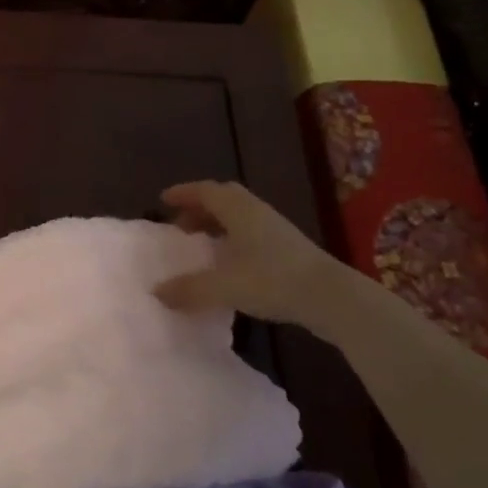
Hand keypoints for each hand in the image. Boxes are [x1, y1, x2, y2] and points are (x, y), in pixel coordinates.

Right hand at [154, 180, 354, 327]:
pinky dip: (233, 240)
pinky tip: (229, 264)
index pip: (205, 191)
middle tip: (180, 225)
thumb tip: (157, 291)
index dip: (183, 193)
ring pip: (239, 216)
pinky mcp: (288, 248)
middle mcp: (256, 212)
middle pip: (223, 199)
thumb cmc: (272, 280)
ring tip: (202, 245)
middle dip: (199, 208)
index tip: (163, 200)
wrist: (331, 296)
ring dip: (217, 224)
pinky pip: (251, 233)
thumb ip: (189, 288)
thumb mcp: (224, 286)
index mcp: (238, 210)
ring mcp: (275, 229)